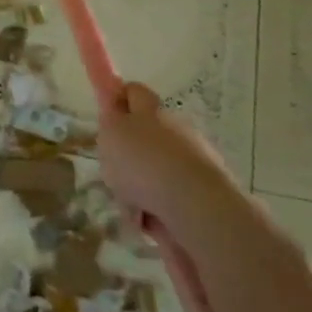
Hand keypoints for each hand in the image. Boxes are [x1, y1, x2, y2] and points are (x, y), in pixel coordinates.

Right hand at [97, 81, 232, 242]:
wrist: (197, 205)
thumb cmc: (144, 163)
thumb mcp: (111, 134)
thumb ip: (109, 121)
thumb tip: (115, 116)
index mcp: (151, 111)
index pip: (133, 91)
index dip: (118, 99)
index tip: (106, 117)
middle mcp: (176, 128)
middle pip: (146, 134)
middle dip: (129, 152)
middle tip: (114, 170)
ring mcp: (194, 159)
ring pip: (158, 168)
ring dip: (143, 184)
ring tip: (131, 205)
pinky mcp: (206, 190)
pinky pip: (171, 195)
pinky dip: (159, 207)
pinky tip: (150, 220)